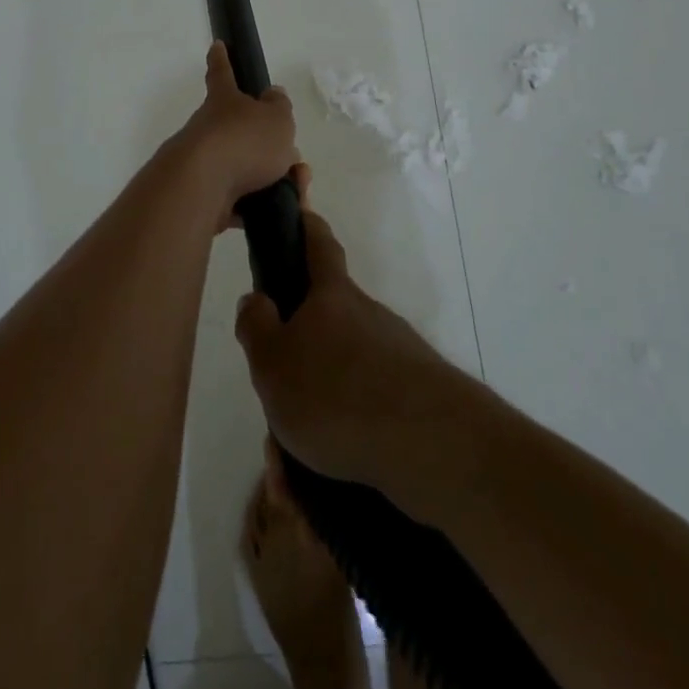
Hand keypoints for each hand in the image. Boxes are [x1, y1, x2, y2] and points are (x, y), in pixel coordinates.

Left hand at [167, 42, 298, 218]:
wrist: (203, 187)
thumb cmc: (243, 142)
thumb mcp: (276, 118)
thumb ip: (279, 107)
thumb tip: (273, 96)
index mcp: (224, 101)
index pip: (223, 73)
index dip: (222, 59)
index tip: (217, 45)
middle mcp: (210, 128)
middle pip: (241, 131)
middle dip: (269, 146)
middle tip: (294, 161)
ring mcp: (205, 163)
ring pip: (245, 168)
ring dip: (273, 179)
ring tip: (296, 190)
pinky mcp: (206, 196)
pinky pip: (239, 200)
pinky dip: (258, 206)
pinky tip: (276, 211)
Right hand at [233, 167, 465, 501]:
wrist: (431, 448)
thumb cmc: (336, 392)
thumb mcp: (272, 362)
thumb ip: (257, 327)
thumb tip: (256, 298)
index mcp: (333, 296)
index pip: (319, 244)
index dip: (307, 225)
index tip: (300, 211)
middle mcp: (369, 316)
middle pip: (330, 321)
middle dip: (303, 352)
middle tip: (277, 397)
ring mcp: (399, 357)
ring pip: (346, 374)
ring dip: (319, 408)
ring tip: (293, 460)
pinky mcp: (419, 399)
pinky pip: (367, 413)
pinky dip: (343, 439)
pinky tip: (327, 477)